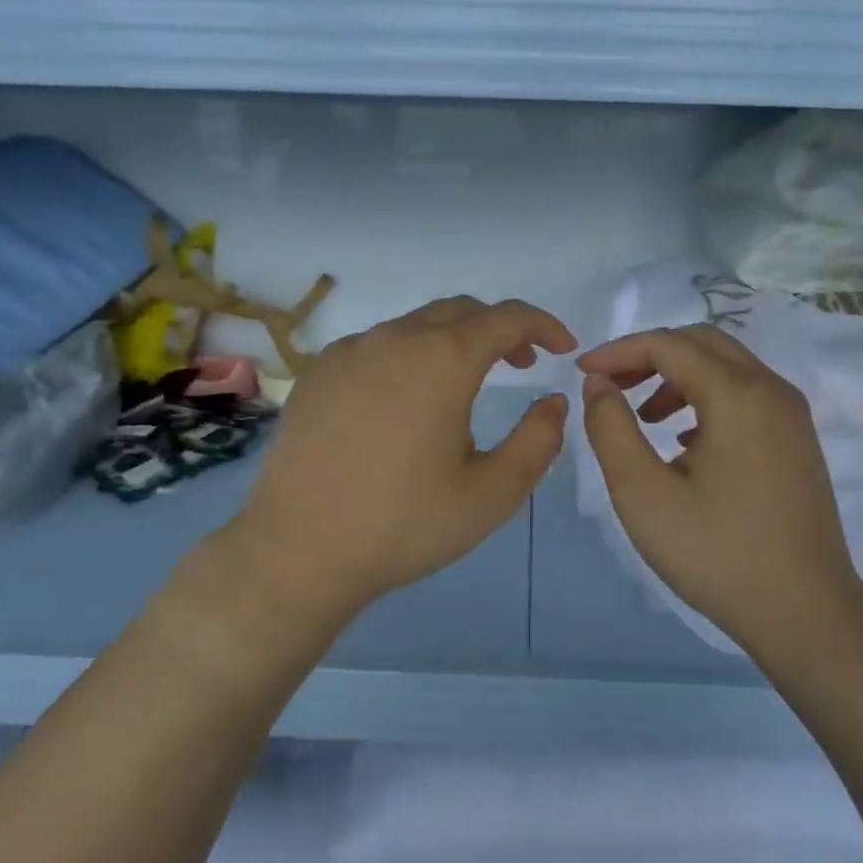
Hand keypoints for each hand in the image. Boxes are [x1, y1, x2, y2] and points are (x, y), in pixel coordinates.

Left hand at [220, 296, 575, 621]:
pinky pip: (377, 346)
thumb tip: (553, 401)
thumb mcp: (492, 493)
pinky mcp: (318, 373)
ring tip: (465, 385)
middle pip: (461, 311)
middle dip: (500, 330)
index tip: (564, 349)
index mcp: (443, 358)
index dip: (543, 325)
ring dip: (453, 341)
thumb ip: (538, 440)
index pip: (506, 317)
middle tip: (522, 365)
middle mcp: (395, 339)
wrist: (298, 551)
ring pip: (415, 326)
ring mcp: (349, 352)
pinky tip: (406, 400)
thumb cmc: (405, 523)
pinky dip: (409, 356)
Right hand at [579, 324, 862, 654]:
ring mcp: (791, 415)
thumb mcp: (643, 494)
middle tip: (611, 387)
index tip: (581, 373)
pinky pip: (745, 394)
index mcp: (738, 395)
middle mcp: (771, 390)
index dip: (618, 352)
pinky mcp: (797, 440)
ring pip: (726, 367)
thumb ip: (611, 429)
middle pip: (701, 344)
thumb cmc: (717, 554)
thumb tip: (599, 384)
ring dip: (677, 377)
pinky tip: (684, 441)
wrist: (805, 612)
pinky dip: (706, 398)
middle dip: (649, 356)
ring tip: (644, 417)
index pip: (668, 344)